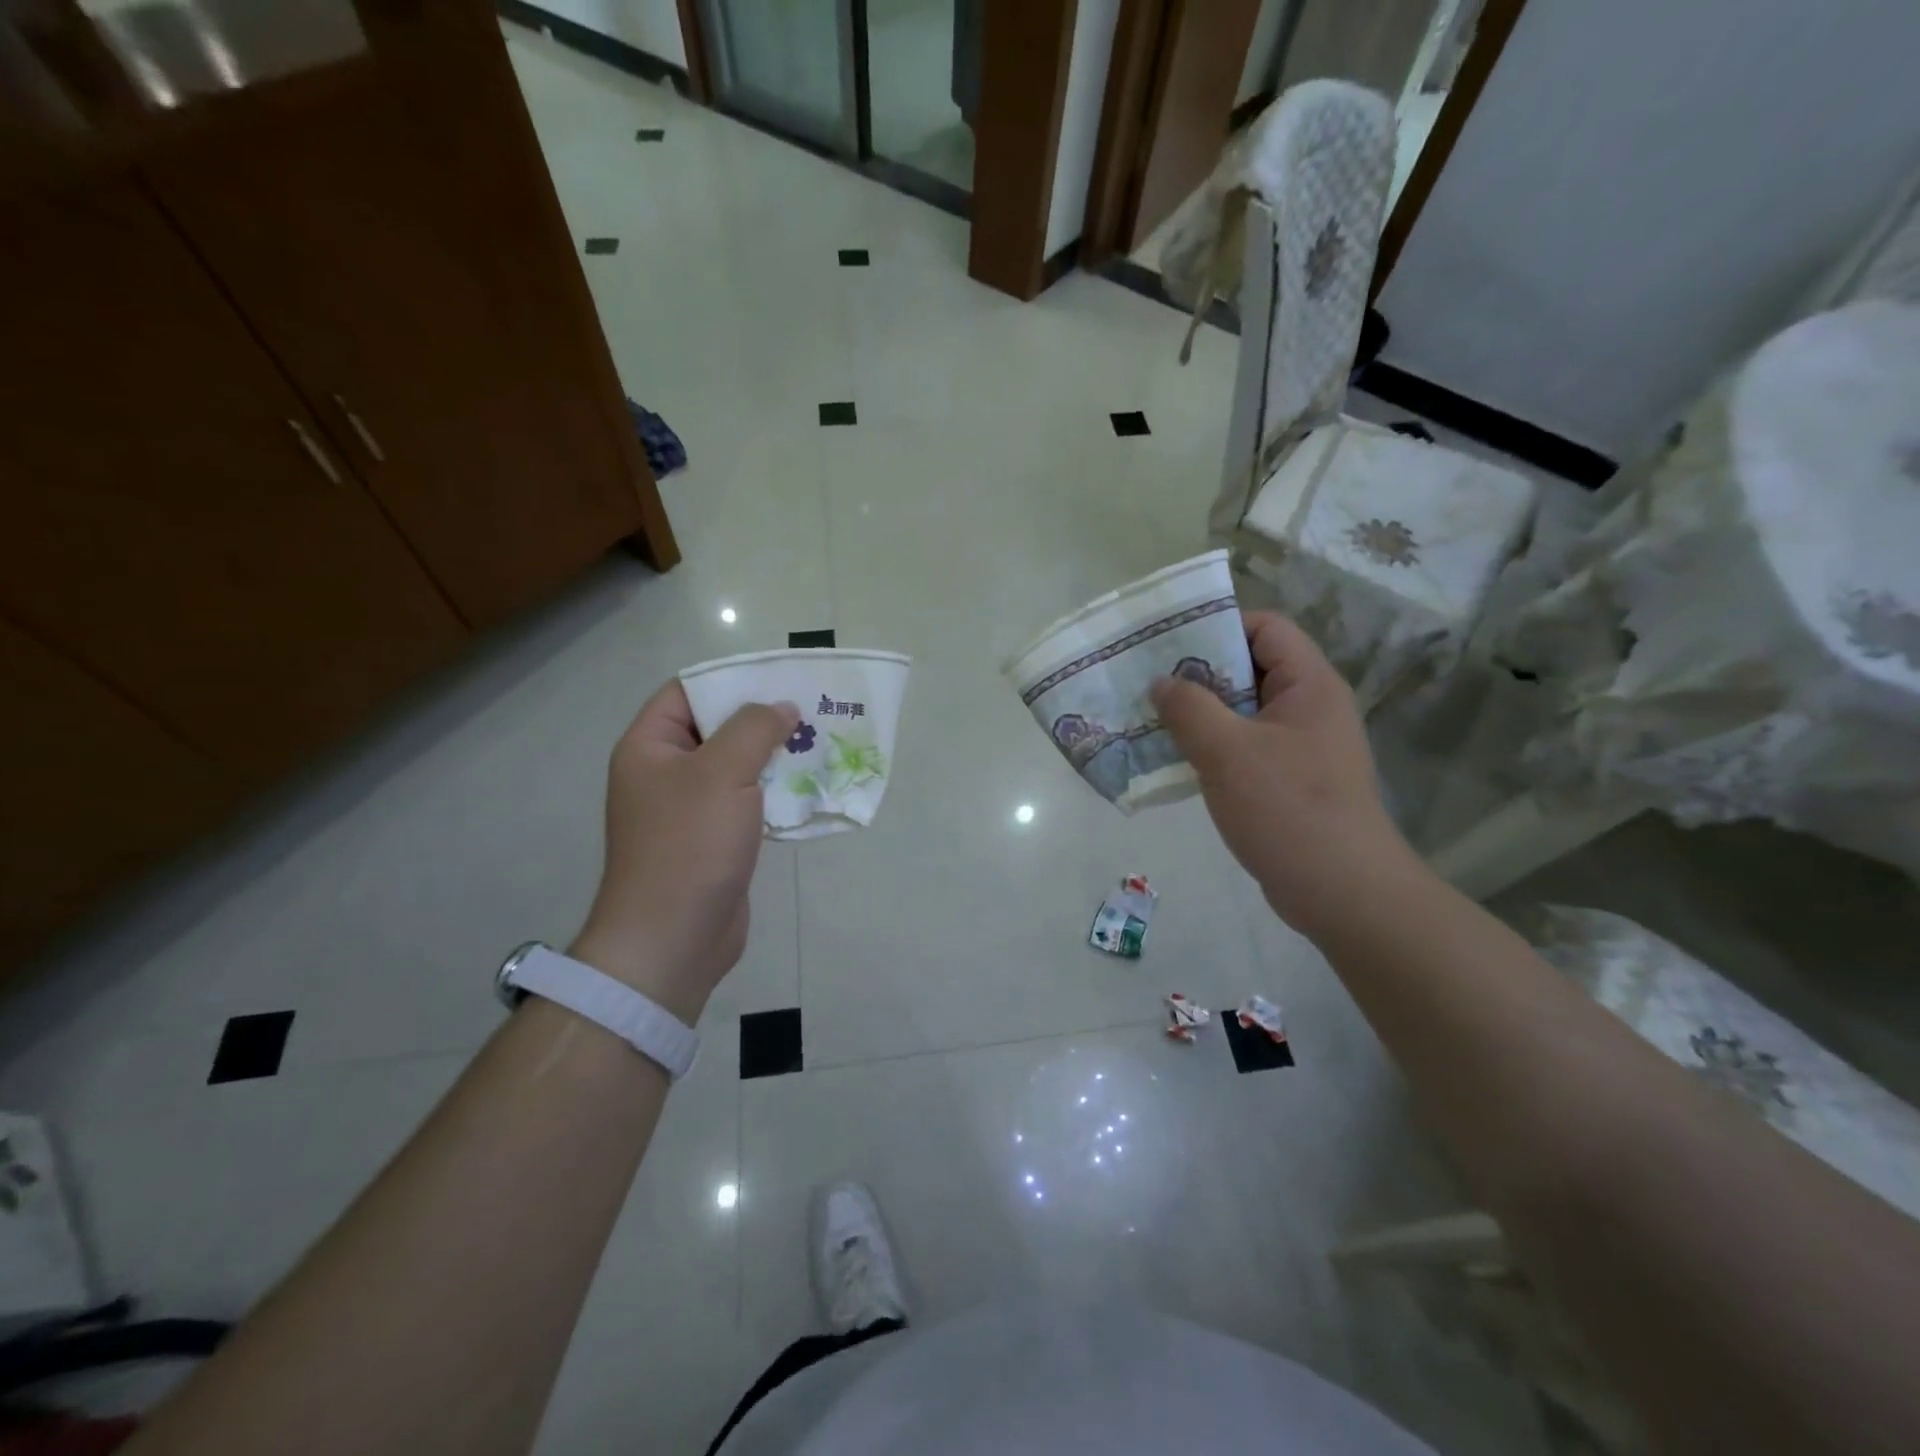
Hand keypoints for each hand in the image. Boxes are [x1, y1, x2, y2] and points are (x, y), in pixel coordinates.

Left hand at [571, 682, 798, 1024]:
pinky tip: (810, 785)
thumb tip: (782, 708)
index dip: (730, 679)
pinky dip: (776, 792)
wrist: (674, 938)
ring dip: (775, 756)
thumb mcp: (723, 772)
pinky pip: (747, 802)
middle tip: (811, 708)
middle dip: (763, 718)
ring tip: (820, 741)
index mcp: (650, 747)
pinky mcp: (715, 839)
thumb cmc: (689, 844)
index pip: (686, 692)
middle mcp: (666, 773)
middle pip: (717, 728)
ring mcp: (690, 809)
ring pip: (737, 767)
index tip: (778, 676)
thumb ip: (755, 729)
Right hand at [1150, 612, 1414, 934]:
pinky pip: (1246, 746)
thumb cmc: (1288, 809)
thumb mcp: (1227, 752)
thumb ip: (1189, 708)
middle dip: (1199, 672)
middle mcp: (1310, 707)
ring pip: (1244, 711)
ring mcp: (1302, 745)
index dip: (1219, 625)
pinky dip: (1213, 746)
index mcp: (1308, 685)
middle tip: (1149, 682)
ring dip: (1201, 713)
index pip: (1266, 628)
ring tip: (1153, 719)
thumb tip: (1162, 683)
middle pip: (1251, 667)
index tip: (1169, 643)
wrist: (1342, 892)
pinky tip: (1177, 759)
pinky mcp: (1291, 780)